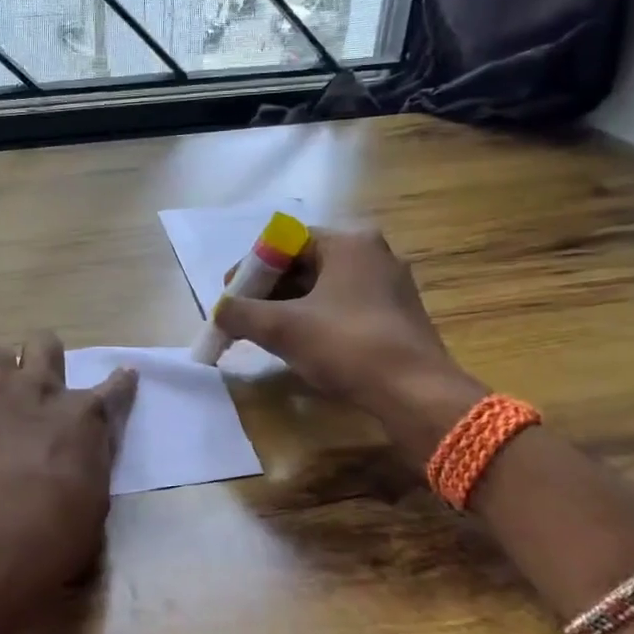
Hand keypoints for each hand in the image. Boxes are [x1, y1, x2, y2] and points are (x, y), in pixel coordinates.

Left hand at [0, 331, 137, 619]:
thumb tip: (82, 471)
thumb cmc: (56, 532)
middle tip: (39, 382)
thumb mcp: (94, 504)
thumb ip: (89, 472)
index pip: (115, 389)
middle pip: (45, 345)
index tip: (124, 376)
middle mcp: (40, 391)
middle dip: (44, 356)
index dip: (121, 382)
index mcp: (85, 417)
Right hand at [214, 227, 484, 436]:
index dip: (250, 267)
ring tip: (263, 333)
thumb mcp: (281, 328)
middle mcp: (372, 254)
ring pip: (323, 288)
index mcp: (348, 242)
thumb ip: (240, 313)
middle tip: (242, 316)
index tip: (230, 295)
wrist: (414, 393)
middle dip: (267, 289)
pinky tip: (299, 345)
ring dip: (288, 307)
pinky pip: (342, 307)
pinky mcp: (395, 315)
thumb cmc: (346, 346)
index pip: (284, 240)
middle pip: (304, 263)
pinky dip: (314, 319)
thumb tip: (219, 312)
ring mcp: (388, 285)